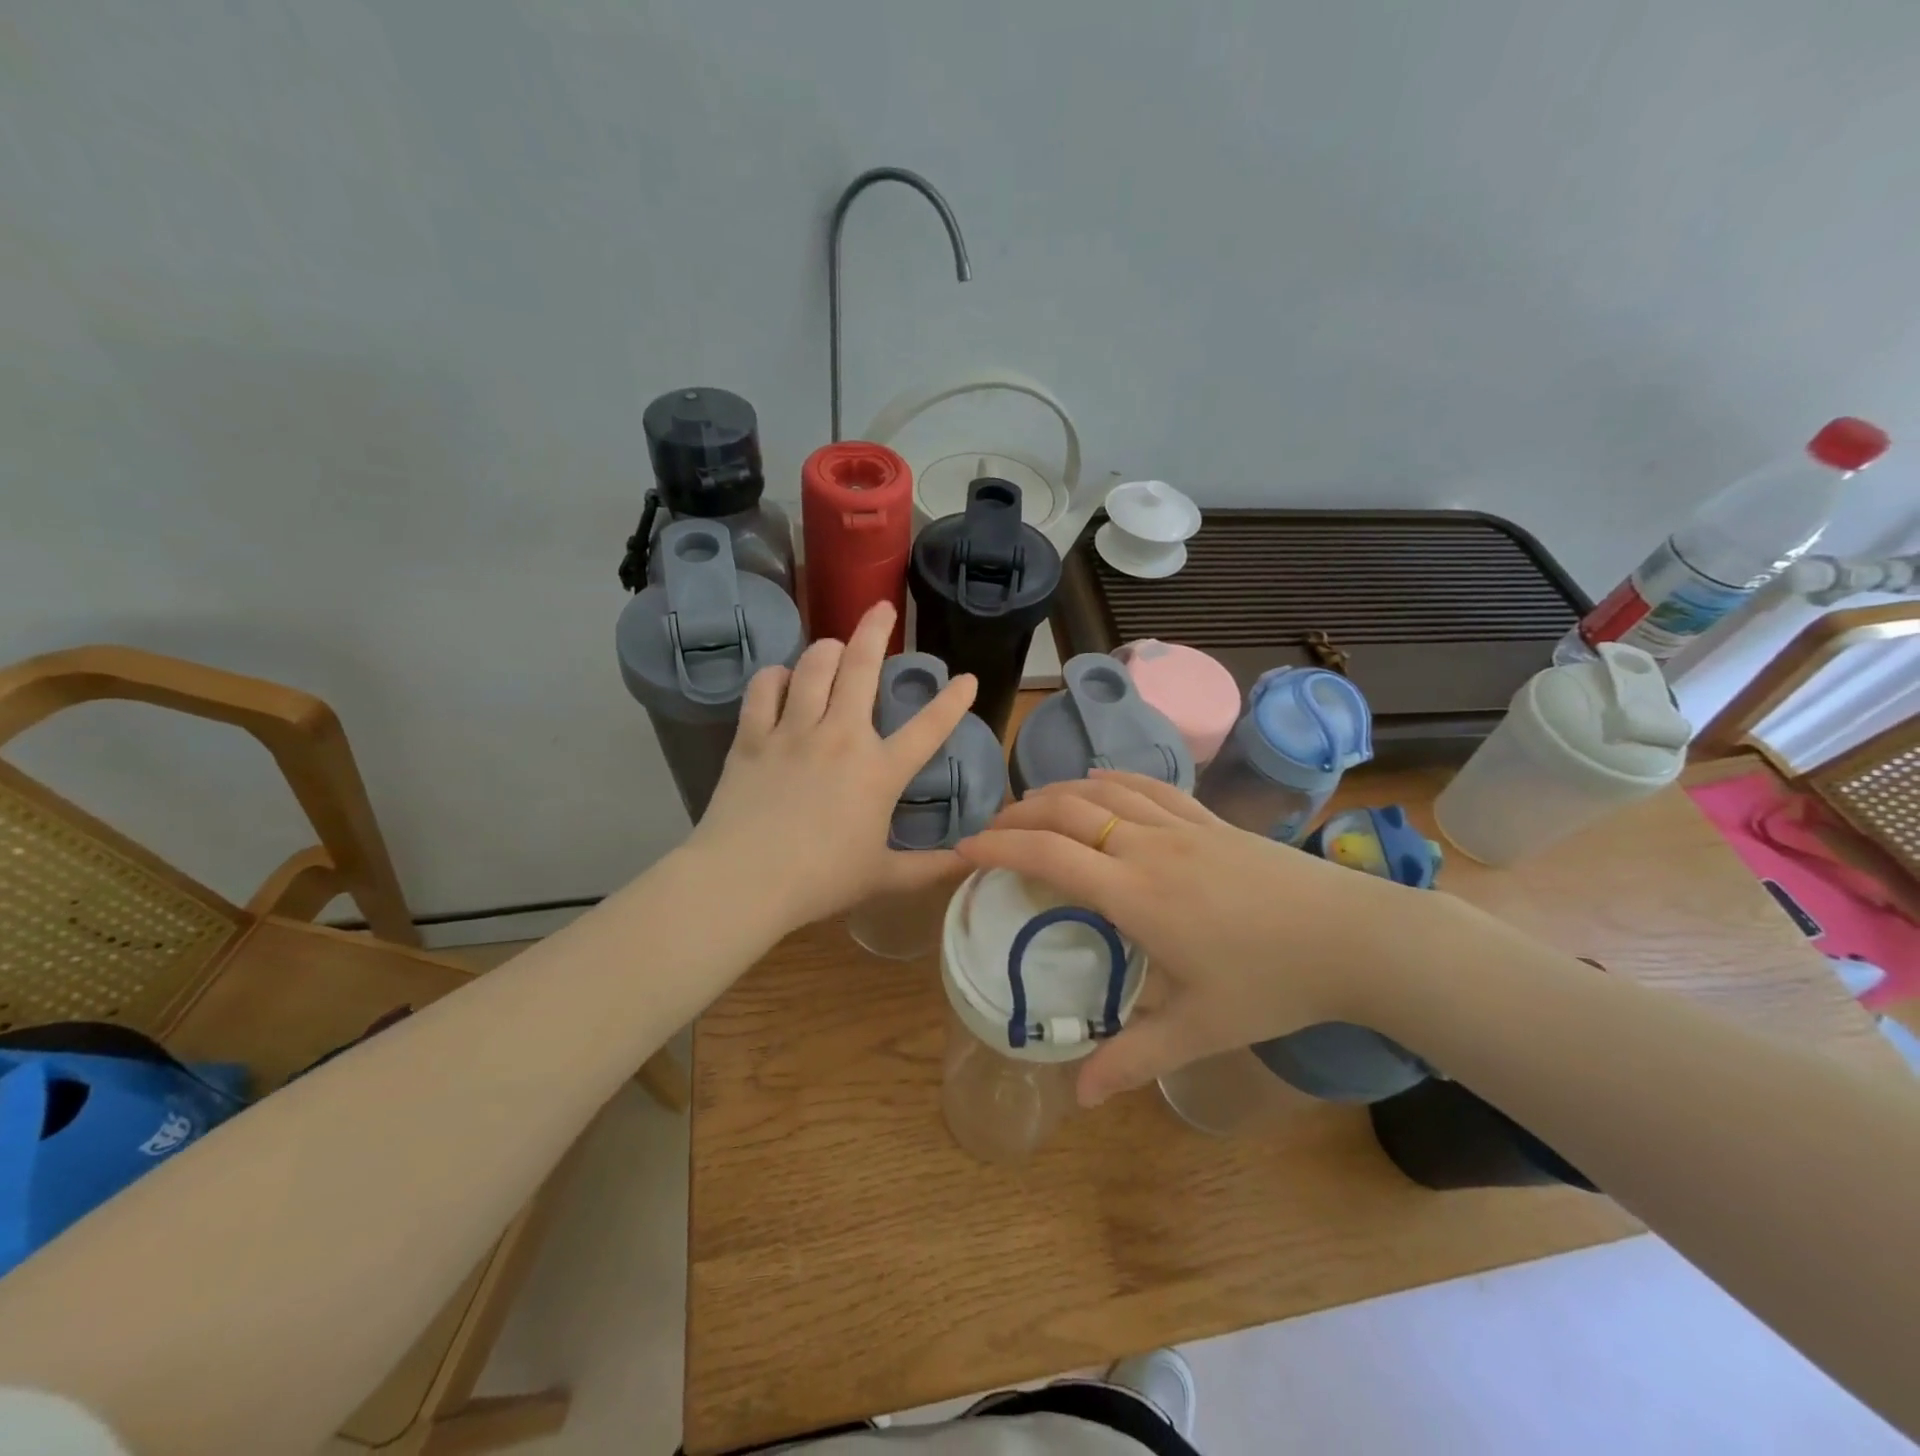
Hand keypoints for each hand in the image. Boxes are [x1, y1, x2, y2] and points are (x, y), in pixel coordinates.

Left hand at [686, 601, 977, 932]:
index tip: (967, 678)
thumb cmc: (820, 880)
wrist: (745, 880)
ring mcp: (794, 731)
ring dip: (826, 648)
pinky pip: (765, 688)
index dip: (952, 701)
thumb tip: (967, 861)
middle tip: (882, 608)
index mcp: (879, 771)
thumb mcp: (883, 877)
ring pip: (813, 666)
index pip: (928, 727)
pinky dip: (776, 676)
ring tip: (833, 645)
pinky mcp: (753, 736)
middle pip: (862, 667)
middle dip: (876, 630)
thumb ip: (929, 868)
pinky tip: (782, 678)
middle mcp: (841, 736)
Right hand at [958, 771, 1434, 1105]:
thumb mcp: (1199, 1030)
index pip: (1049, 855)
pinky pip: (1149, 786)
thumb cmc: (1273, 983)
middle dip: (1019, 814)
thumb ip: (1132, 1059)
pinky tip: (1098, 780)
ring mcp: (1181, 826)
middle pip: (1067, 812)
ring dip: (1058, 792)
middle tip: (991, 830)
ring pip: (1103, 791)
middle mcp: (1147, 846)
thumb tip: (1077, 1096)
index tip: (966, 850)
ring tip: (1031, 804)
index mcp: (1135, 893)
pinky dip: (1112, 778)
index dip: (1000, 847)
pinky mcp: (1209, 819)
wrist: (1354, 937)